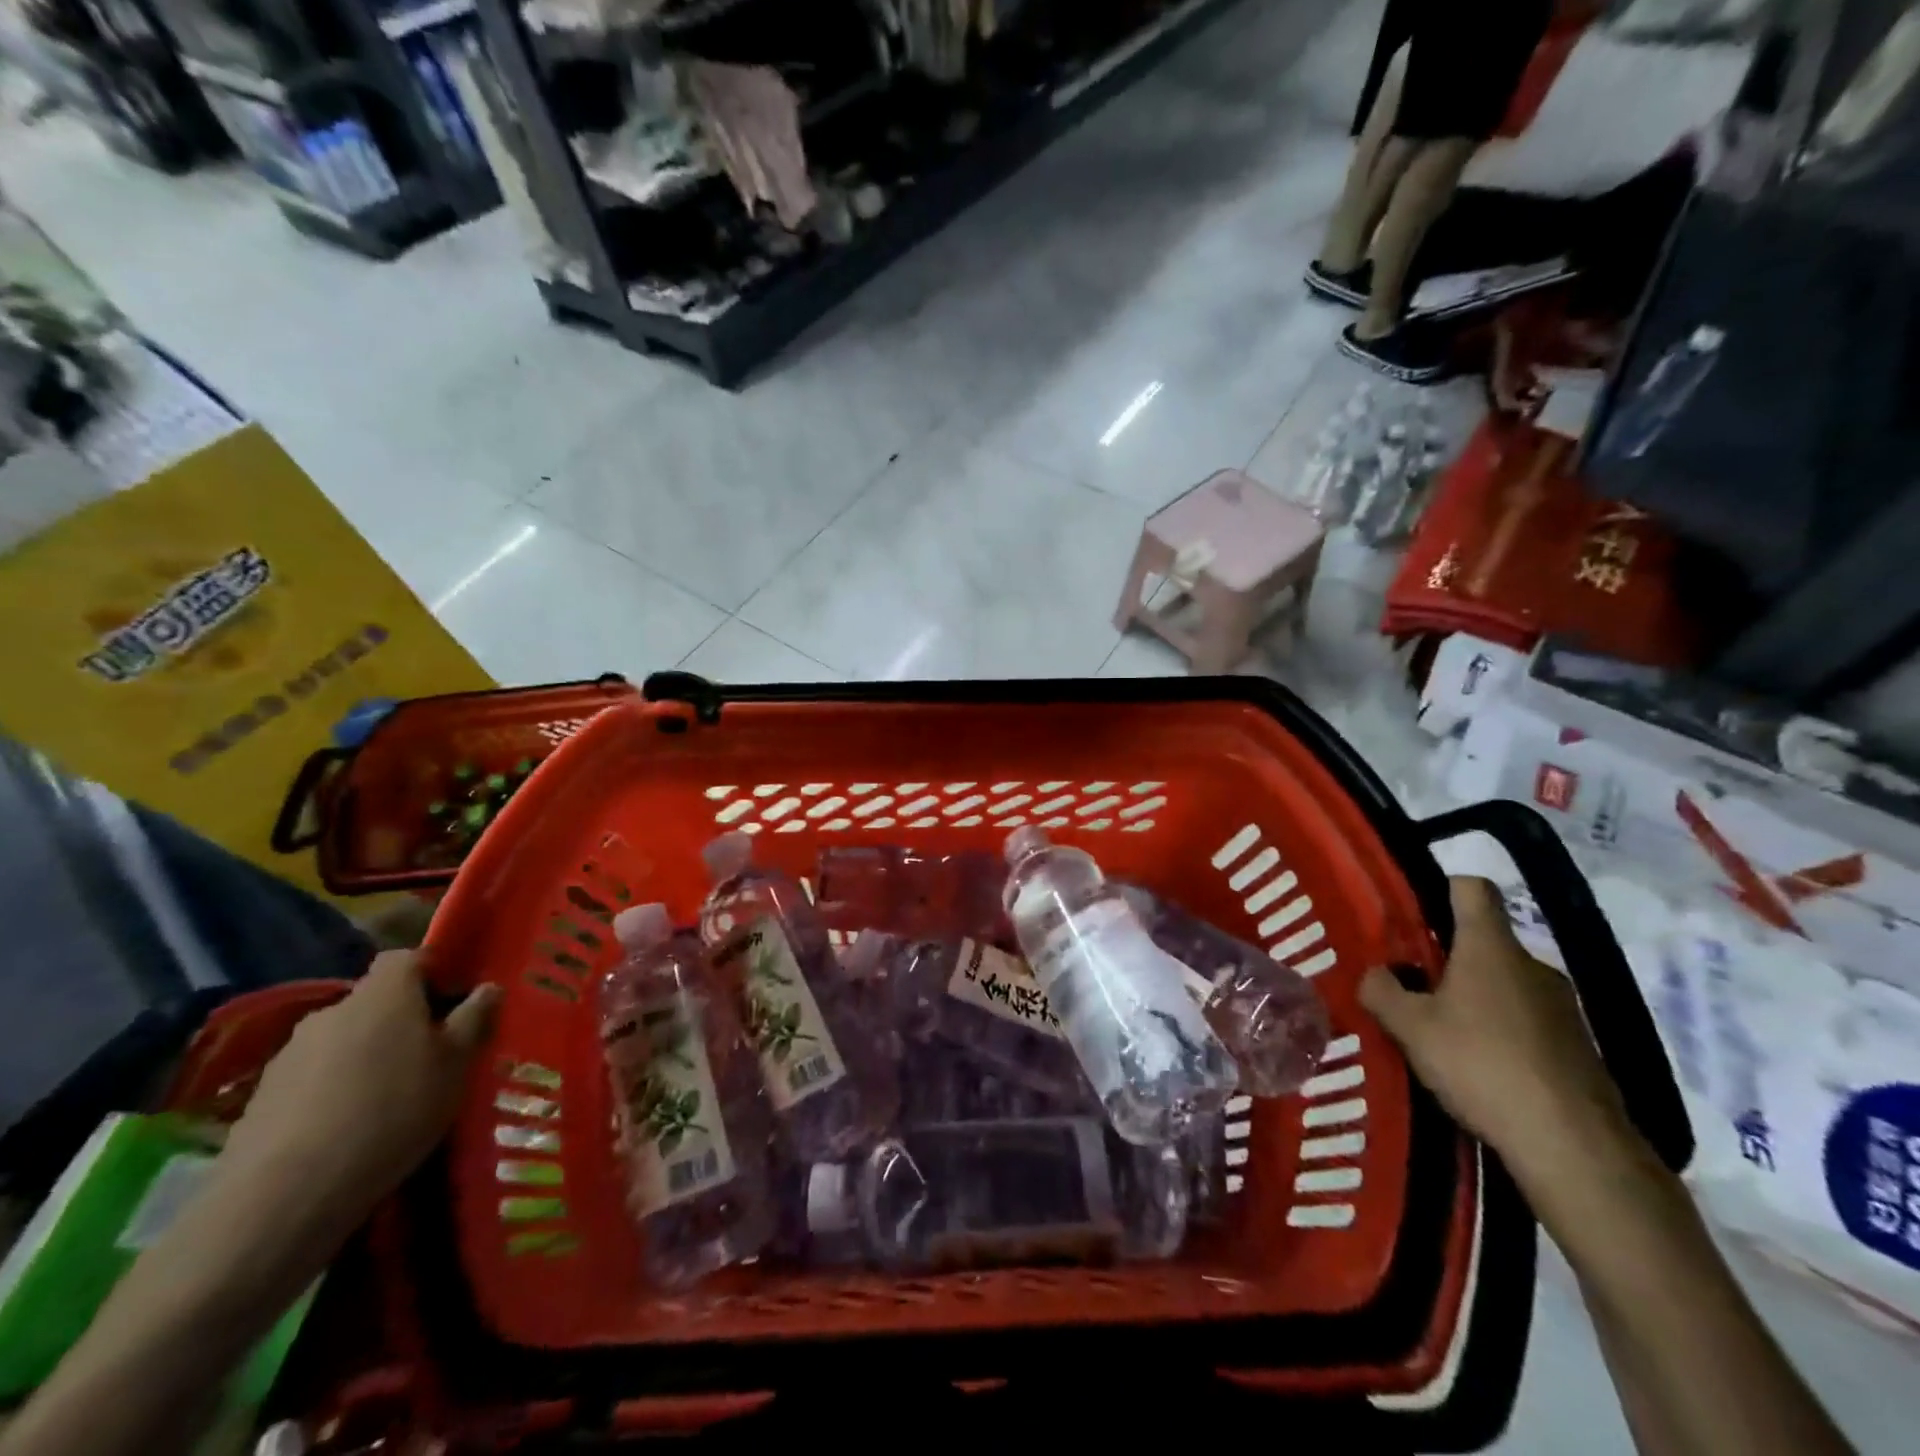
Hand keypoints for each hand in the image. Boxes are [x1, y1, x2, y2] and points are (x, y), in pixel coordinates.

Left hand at [210, 951, 498, 1238]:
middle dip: (400, 1020)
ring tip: (387, 1100)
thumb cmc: (393, 1111)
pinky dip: (332, 1091)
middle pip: (374, 1001)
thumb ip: (474, 1019)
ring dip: (365, 1057)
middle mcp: (333, 1010)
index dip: (432, 970)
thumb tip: (488, 987)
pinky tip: (347, 1129)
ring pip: (343, 1040)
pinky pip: (312, 1078)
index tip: (453, 1001)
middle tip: (428, 1057)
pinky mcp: (261, 1097)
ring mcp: (290, 1054)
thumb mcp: (456, 1064)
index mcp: (384, 993)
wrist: (284, 1195)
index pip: (407, 957)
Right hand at [1360, 877, 1638, 1185]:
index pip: (1472, 888)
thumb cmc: (1482, 1065)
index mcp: (1490, 948)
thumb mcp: (1410, 1028)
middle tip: (1410, 983)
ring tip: (1441, 1030)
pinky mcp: (1577, 1046)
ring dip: (1474, 996)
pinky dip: (1501, 1031)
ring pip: (1505, 983)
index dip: (1443, 887)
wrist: (1574, 1147)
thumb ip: (1381, 991)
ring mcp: (1562, 1007)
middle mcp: (1531, 965)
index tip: (1414, 911)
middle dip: (1447, 956)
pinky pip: (1527, 1020)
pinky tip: (1480, 1066)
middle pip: (1484, 941)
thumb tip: (1375, 973)